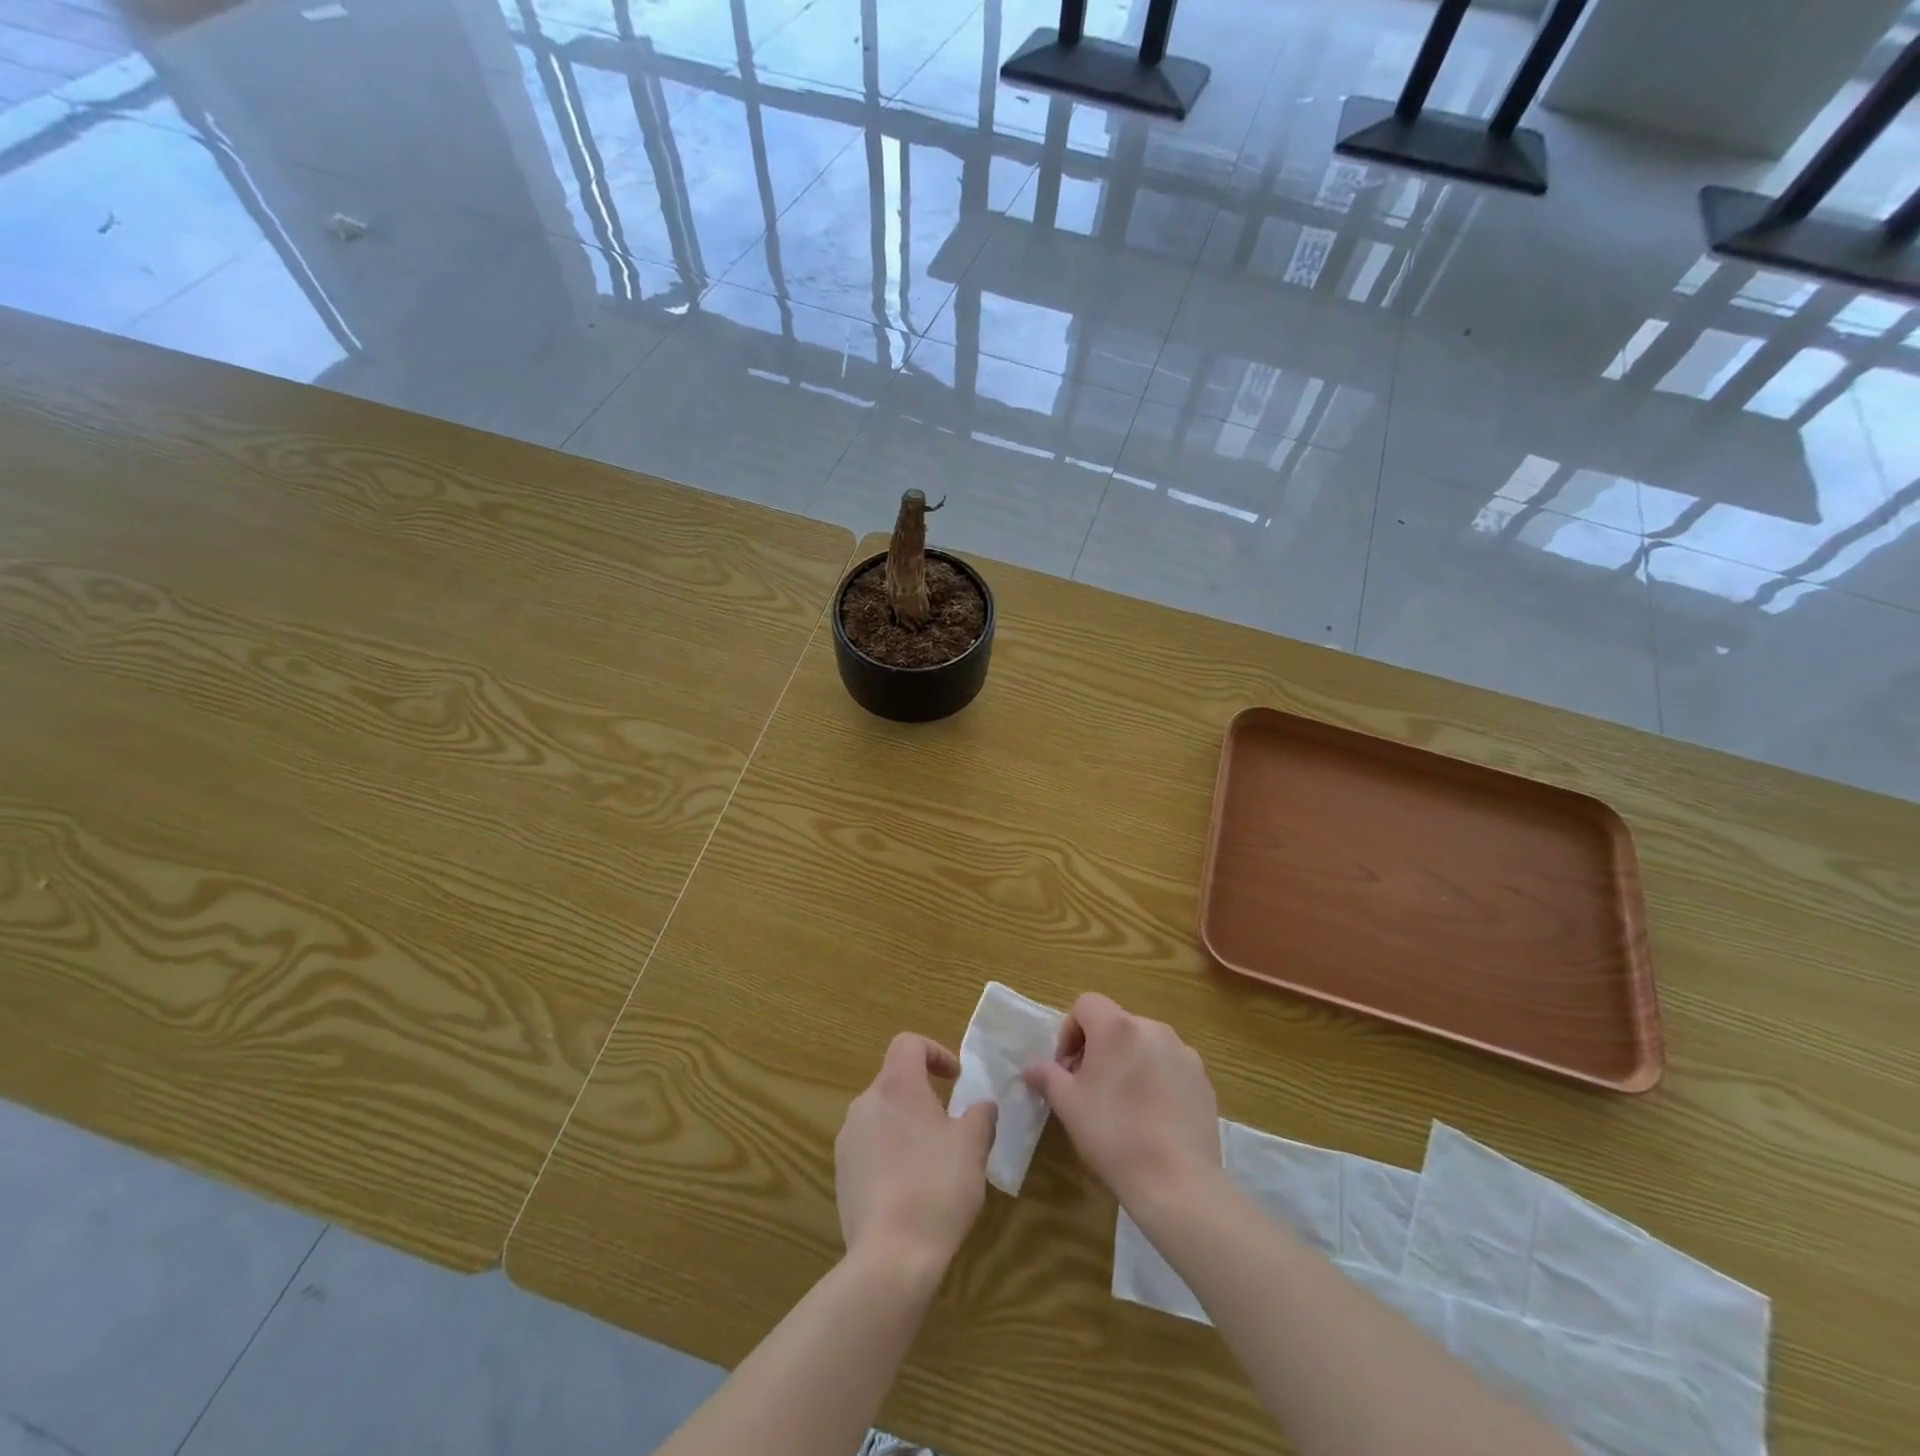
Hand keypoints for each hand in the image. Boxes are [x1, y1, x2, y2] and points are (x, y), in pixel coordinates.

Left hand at [836, 1033, 996, 1269]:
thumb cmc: (937, 1186)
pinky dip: (889, 1155)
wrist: (891, 1256)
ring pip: (880, 1117)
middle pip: (893, 1082)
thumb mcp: (973, 1146)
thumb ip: (980, 1116)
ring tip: (932, 1161)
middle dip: (922, 1097)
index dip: (934, 1052)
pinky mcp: (840, 1176)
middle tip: (950, 1126)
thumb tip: (982, 1105)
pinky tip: (909, 1190)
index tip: (955, 1079)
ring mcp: (847, 1141)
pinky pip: (868, 1150)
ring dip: (905, 1127)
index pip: (908, 1043)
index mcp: (896, 1086)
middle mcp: (865, 1104)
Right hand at [1022, 993, 1221, 1219]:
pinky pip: (1170, 1066)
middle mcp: (1152, 1029)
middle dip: (1098, 1049)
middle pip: (1116, 1024)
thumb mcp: (1068, 1105)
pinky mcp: (1203, 1080)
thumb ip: (1047, 1076)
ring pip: (1145, 1045)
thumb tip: (1031, 1067)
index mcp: (1117, 1027)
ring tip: (1123, 1105)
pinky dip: (1157, 1080)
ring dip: (1129, 1062)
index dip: (1070, 1031)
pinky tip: (1153, 1118)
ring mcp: (1183, 1053)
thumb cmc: (1113, 1135)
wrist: (1177, 1182)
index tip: (1068, 1068)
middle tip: (1089, 1088)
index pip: (1086, 1004)